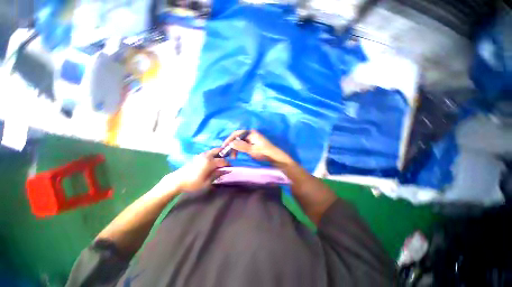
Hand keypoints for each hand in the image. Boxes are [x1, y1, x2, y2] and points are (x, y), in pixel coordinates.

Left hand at [157, 148, 228, 192]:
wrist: (177, 180)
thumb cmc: (193, 183)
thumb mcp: (207, 182)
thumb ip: (218, 174)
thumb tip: (227, 170)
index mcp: (209, 162)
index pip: (223, 161)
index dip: (228, 164)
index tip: (230, 168)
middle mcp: (206, 156)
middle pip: (218, 150)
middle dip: (224, 154)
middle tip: (226, 161)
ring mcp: (201, 155)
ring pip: (213, 151)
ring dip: (218, 154)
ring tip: (220, 162)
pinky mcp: (197, 156)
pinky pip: (208, 153)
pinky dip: (213, 155)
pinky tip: (212, 162)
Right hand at [222, 130, 293, 165]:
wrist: (274, 157)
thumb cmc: (264, 152)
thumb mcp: (252, 150)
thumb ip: (241, 146)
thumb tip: (231, 143)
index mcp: (251, 133)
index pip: (237, 133)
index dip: (229, 139)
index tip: (224, 147)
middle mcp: (250, 134)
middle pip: (237, 137)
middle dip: (232, 145)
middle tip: (228, 154)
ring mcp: (251, 139)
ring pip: (239, 142)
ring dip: (235, 148)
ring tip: (233, 156)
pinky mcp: (252, 144)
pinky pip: (242, 145)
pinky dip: (239, 149)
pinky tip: (237, 155)